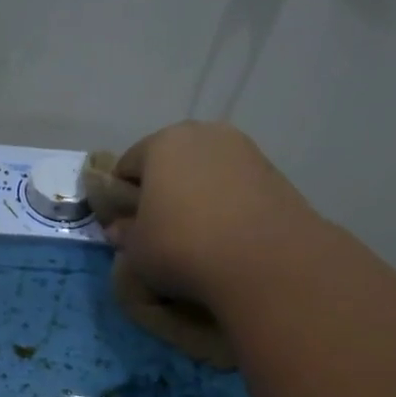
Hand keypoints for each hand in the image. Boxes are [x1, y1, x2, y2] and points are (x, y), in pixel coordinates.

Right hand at [103, 123, 321, 312]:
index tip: (125, 224)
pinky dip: (228, 204)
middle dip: (163, 189)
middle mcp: (204, 134)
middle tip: (160, 228)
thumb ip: (126, 234)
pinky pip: (236, 187)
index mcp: (162, 143)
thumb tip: (120, 229)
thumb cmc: (182, 247)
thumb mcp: (138, 250)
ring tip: (198, 234)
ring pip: (207, 172)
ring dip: (198, 195)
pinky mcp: (275, 174)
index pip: (128, 165)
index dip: (121, 195)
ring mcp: (245, 151)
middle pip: (172, 161)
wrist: (265, 262)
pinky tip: (227, 235)